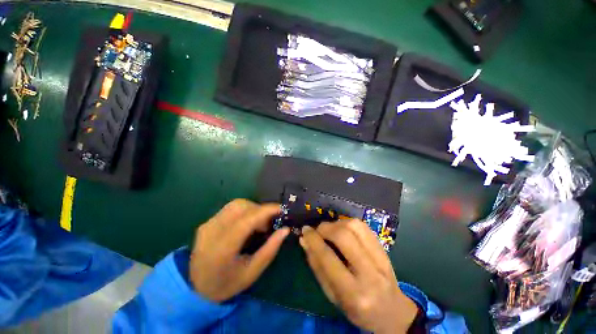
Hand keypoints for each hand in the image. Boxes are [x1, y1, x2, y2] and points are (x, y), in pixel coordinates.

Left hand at [189, 199, 289, 301]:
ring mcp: (207, 225)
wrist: (195, 289)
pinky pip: (230, 209)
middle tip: (268, 223)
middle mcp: (212, 231)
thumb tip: (285, 229)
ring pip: (235, 204)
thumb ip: (270, 249)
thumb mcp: (253, 272)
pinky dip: (244, 211)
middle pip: (241, 207)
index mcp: (222, 248)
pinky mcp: (207, 223)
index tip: (281, 209)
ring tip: (258, 224)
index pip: (247, 220)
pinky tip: (246, 224)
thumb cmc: (227, 284)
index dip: (266, 211)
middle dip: (260, 210)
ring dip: (252, 209)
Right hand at [300, 220, 417, 333]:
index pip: (328, 258)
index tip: (305, 230)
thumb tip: (304, 240)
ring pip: (355, 226)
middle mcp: (369, 273)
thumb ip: (317, 266)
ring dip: (337, 223)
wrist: (392, 312)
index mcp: (353, 293)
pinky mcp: (384, 249)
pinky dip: (348, 223)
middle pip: (344, 236)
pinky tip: (343, 230)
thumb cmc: (357, 310)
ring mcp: (380, 258)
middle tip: (318, 231)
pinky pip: (363, 226)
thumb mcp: (332, 296)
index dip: (313, 240)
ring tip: (331, 231)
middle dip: (326, 228)